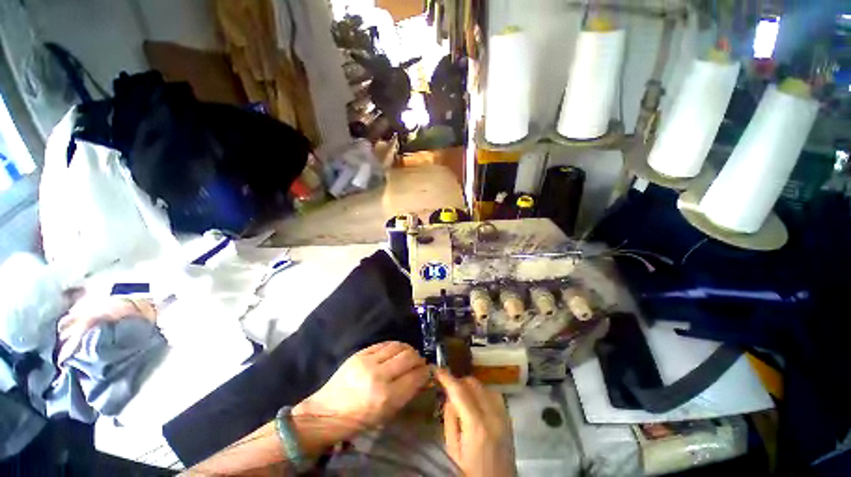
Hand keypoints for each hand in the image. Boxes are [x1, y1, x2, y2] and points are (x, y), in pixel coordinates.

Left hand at [293, 341, 429, 442]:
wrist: (326, 411)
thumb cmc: (358, 419)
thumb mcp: (386, 414)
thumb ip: (406, 394)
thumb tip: (422, 377)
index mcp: (386, 398)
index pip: (415, 377)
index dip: (425, 372)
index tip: (428, 371)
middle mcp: (379, 376)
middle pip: (408, 357)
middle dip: (418, 358)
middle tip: (420, 362)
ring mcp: (368, 362)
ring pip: (398, 346)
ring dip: (408, 349)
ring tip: (409, 354)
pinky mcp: (360, 353)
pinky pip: (384, 344)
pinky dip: (394, 346)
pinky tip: (396, 351)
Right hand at [436, 369, 516, 476]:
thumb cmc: (471, 474)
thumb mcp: (453, 451)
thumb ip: (450, 421)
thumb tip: (449, 398)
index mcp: (477, 426)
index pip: (459, 391)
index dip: (447, 378)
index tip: (438, 370)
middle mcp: (493, 416)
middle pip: (474, 384)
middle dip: (459, 382)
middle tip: (448, 389)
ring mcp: (504, 417)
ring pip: (485, 386)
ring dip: (471, 387)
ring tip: (462, 397)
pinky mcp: (509, 420)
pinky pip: (495, 396)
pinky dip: (483, 393)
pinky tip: (477, 402)